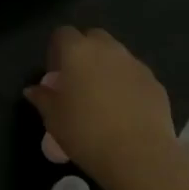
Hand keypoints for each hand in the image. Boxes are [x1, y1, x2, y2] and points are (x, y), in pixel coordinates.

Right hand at [25, 26, 177, 189]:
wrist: (139, 155)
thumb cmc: (86, 133)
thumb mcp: (54, 119)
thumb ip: (42, 98)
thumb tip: (33, 90)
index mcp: (78, 52)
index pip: (63, 34)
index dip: (56, 50)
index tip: (55, 75)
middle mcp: (108, 49)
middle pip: (93, 38)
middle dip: (84, 53)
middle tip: (78, 82)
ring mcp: (135, 64)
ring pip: (117, 56)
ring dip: (107, 68)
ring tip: (102, 99)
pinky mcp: (155, 82)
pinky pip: (134, 76)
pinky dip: (127, 85)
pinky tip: (124, 111)